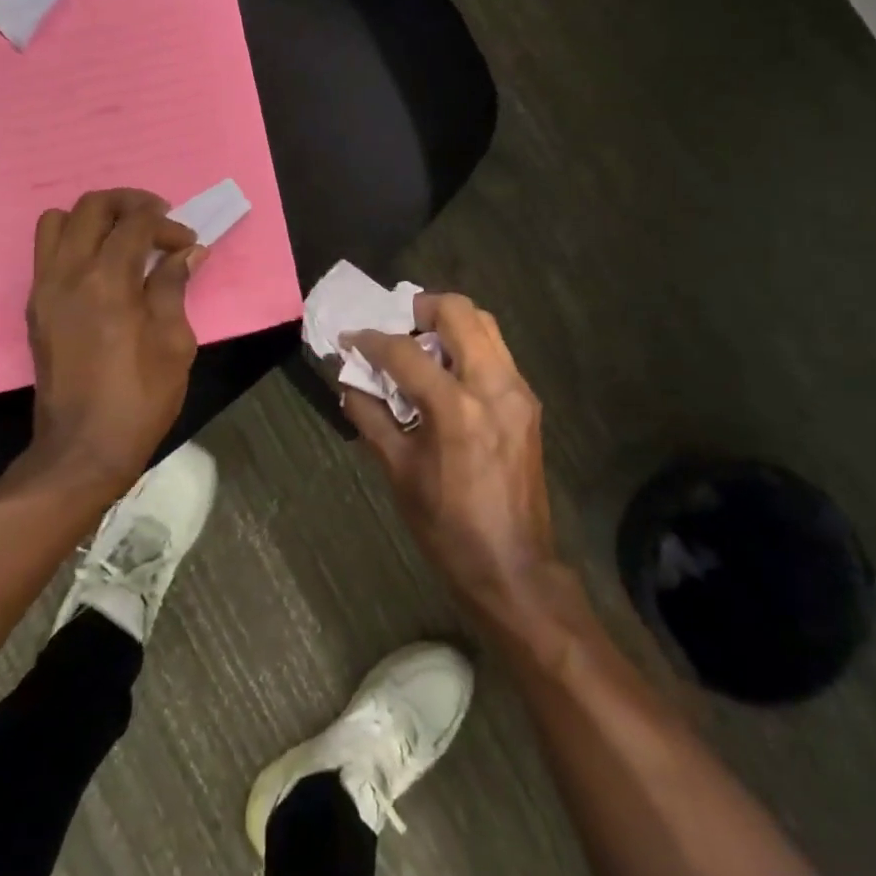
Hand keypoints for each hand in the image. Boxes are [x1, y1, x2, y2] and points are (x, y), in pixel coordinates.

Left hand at [21, 188, 202, 495]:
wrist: (83, 448)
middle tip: (158, 219)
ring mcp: (44, 289)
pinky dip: (76, 242)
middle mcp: (68, 274)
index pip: (135, 224)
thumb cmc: (140, 397)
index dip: (167, 225)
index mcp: (107, 282)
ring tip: (124, 237)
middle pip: (92, 207)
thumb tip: (187, 253)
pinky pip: (48, 252)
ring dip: (94, 219)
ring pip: (57, 221)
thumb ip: (174, 287)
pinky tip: (104, 266)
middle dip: (130, 203)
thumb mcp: (174, 342)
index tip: (188, 243)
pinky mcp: (35, 307)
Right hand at [340, 294, 557, 610]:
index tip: (350, 338)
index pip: (405, 351)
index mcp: (456, 408)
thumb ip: (370, 418)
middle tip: (395, 328)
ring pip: (485, 324)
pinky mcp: (529, 402)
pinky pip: (496, 352)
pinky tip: (446, 373)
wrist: (514, 566)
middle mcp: (493, 385)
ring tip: (420, 346)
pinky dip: (468, 346)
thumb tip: (347, 383)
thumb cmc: (448, 527)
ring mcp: (518, 390)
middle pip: (459, 311)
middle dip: (419, 309)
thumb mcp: (399, 472)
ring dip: (448, 324)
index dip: (371, 340)